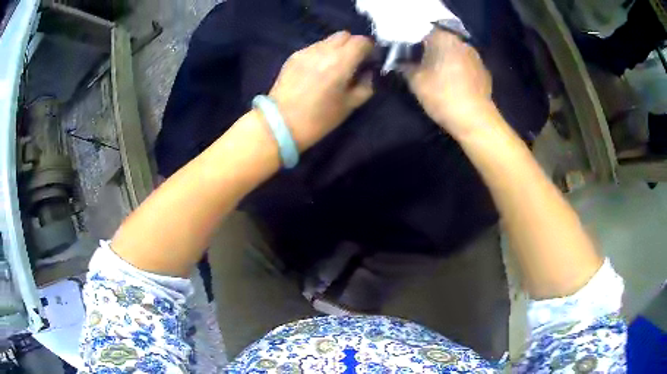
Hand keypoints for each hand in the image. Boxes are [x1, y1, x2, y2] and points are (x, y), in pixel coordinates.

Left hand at [269, 31, 373, 150]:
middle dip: (353, 45)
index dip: (369, 49)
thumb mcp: (350, 106)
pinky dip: (321, 54)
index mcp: (341, 62)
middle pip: (345, 35)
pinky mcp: (293, 56)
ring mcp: (306, 51)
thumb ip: (365, 86)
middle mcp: (323, 50)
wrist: (279, 123)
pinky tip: (316, 71)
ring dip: (337, 49)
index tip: (368, 61)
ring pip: (328, 40)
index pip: (362, 41)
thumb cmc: (318, 119)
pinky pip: (314, 48)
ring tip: (334, 67)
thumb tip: (367, 73)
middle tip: (353, 62)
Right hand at [405, 30, 492, 137]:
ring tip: (437, 74)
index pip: (423, 32)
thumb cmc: (443, 95)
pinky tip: (454, 83)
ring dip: (445, 59)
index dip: (412, 42)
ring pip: (454, 53)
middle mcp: (462, 42)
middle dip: (430, 50)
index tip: (405, 53)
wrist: (475, 120)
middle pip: (441, 41)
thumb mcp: (416, 81)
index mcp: (444, 38)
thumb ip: (405, 66)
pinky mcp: (484, 72)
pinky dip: (458, 70)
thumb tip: (400, 61)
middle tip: (419, 63)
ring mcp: (476, 57)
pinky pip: (466, 65)